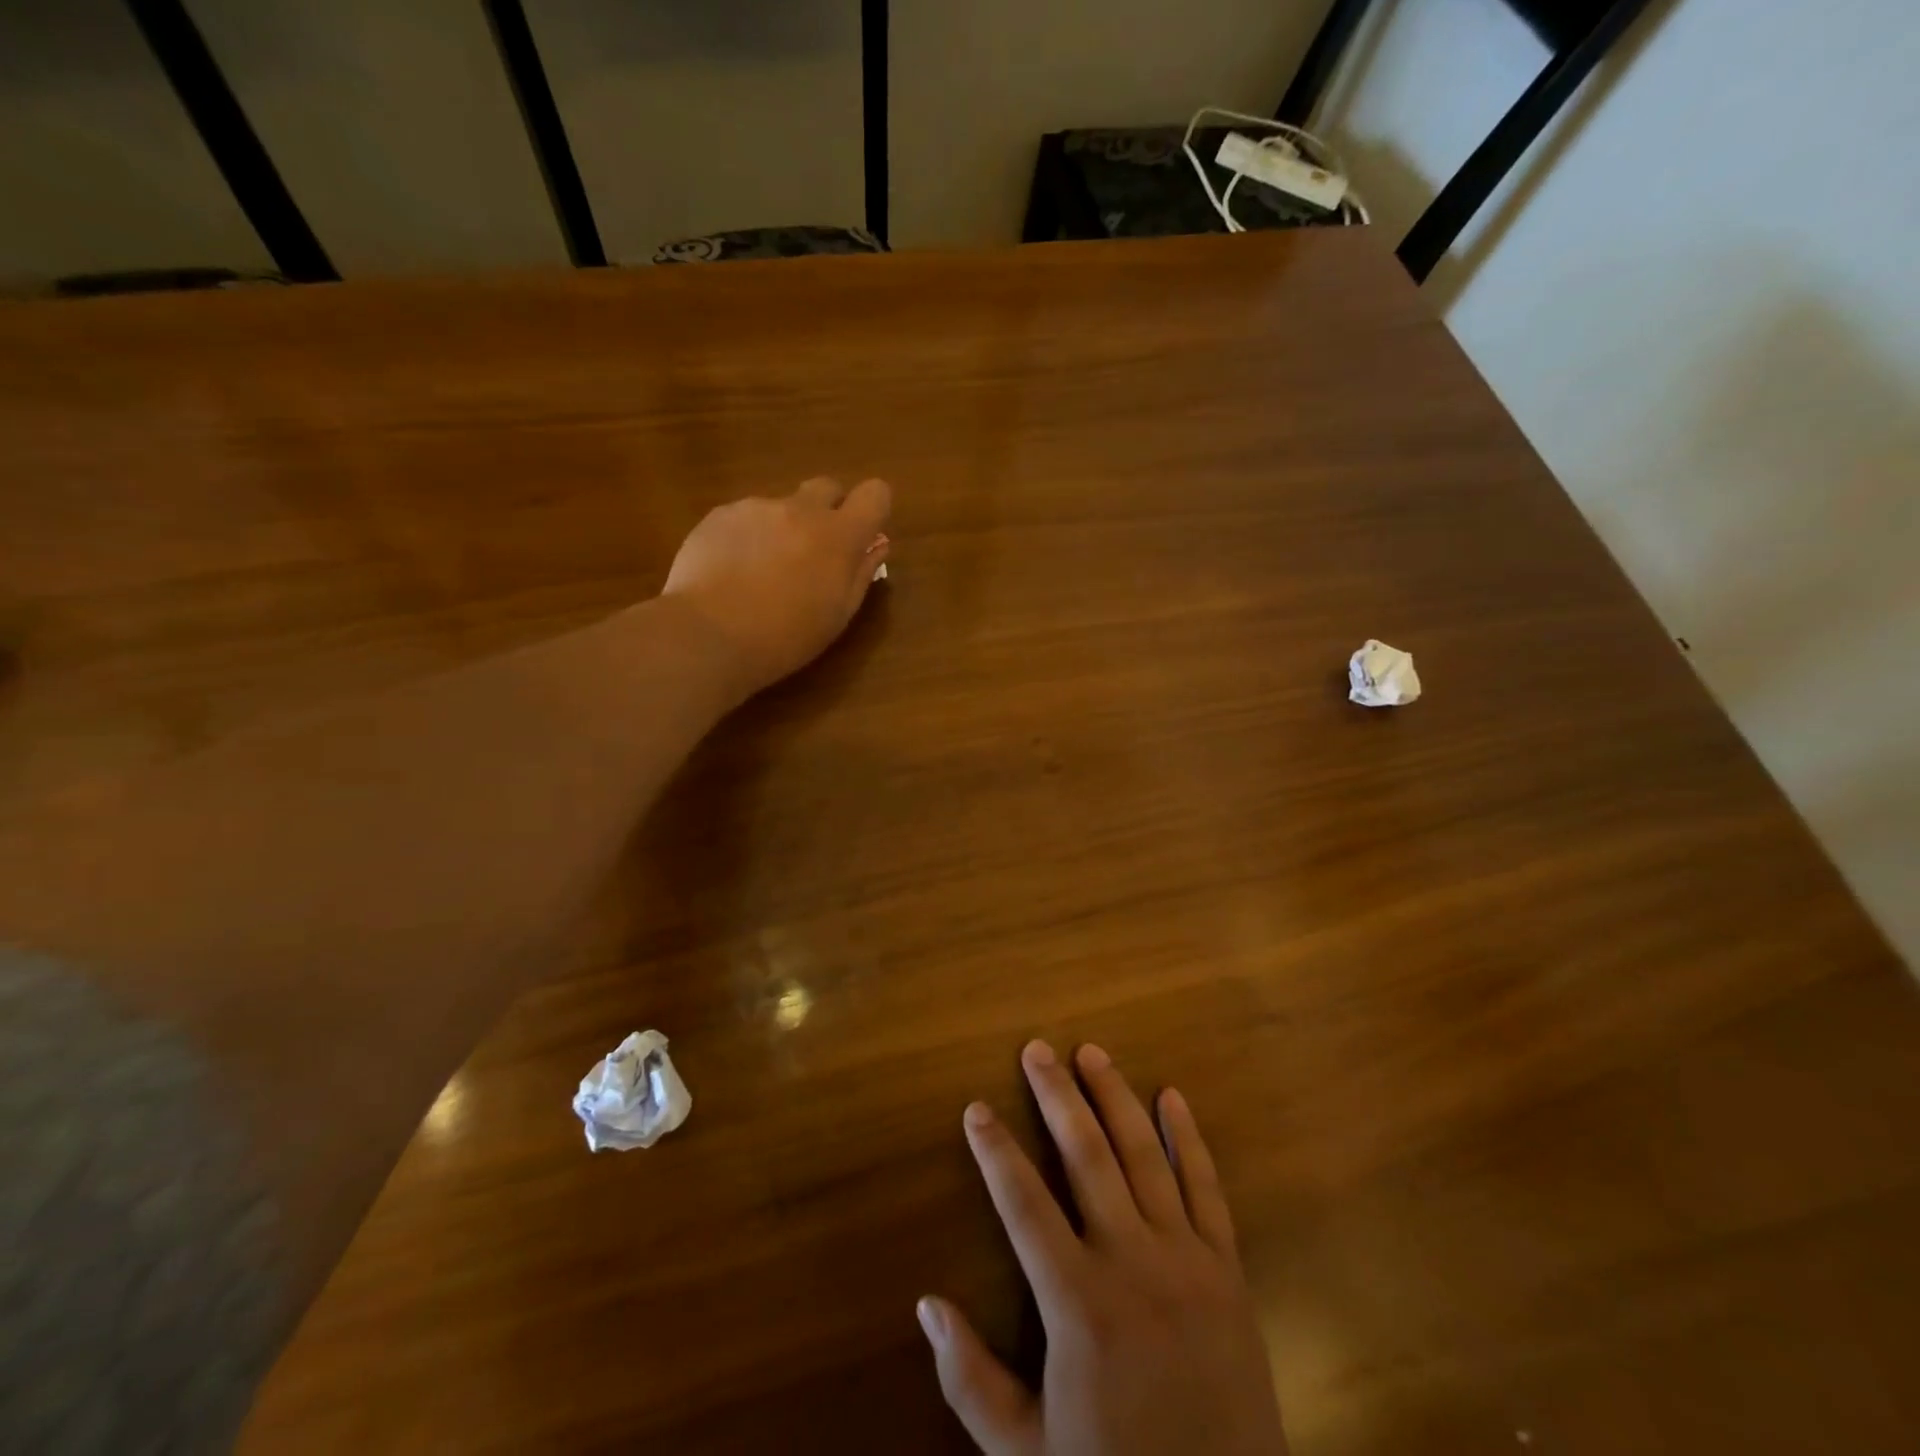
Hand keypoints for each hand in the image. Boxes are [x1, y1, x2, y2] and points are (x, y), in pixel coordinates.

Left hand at [661, 477, 891, 699]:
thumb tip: (876, 545)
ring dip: (783, 528)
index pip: (875, 493)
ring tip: (763, 573)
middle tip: (814, 553)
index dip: (873, 509)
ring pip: (782, 506)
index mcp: (839, 535)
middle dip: (828, 511)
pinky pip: (745, 517)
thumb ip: (861, 573)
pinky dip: (748, 537)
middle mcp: (800, 509)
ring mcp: (756, 508)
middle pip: (827, 487)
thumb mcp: (837, 615)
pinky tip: (732, 572)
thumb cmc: (785, 637)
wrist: (709, 635)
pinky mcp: (719, 514)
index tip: (862, 535)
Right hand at [920, 1042, 1287, 1455]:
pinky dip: (1188, 1138)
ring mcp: (1186, 1260)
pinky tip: (1172, 1099)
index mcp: (1078, 1303)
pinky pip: (1207, 1189)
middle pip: (1086, 1156)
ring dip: (1115, 1098)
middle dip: (1056, 1096)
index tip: (976, 1108)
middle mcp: (1131, 1262)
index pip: (1023, 1203)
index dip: (995, 1152)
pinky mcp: (1228, 1271)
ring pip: (1144, 1156)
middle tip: (1036, 1049)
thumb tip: (926, 1303)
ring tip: (1091, 1053)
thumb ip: (970, 1379)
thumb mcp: (1025, 1454)